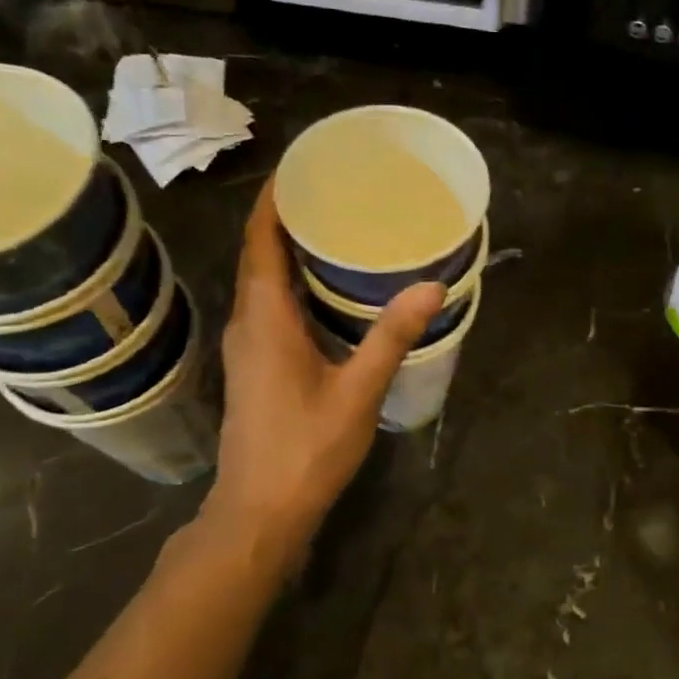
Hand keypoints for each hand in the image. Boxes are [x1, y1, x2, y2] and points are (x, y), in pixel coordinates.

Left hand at [198, 178, 444, 560]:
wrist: (260, 511)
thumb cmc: (306, 449)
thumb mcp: (357, 390)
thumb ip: (391, 336)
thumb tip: (431, 285)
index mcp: (264, 319)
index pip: (260, 241)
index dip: (273, 200)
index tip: (300, 167)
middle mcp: (247, 323)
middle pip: (259, 255)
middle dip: (287, 218)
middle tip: (334, 191)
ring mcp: (247, 347)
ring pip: (263, 282)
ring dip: (289, 251)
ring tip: (334, 228)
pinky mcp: (255, 366)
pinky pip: (269, 306)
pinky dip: (292, 283)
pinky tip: (327, 290)